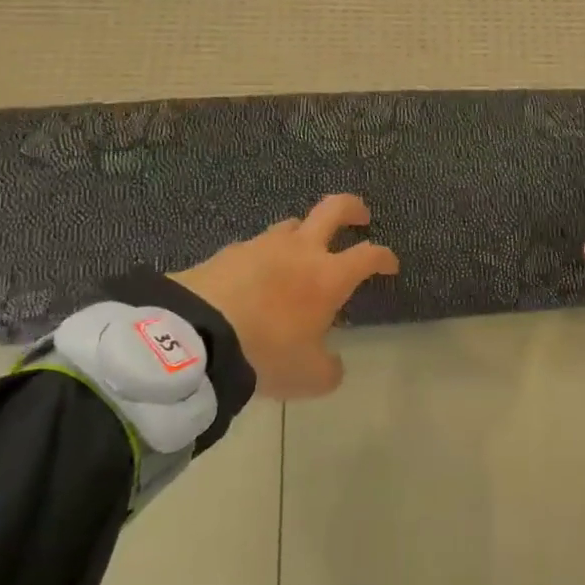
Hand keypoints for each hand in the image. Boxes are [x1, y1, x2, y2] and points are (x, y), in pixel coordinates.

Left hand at [169, 194, 397, 399]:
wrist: (195, 337)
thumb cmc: (266, 352)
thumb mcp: (308, 376)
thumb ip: (328, 368)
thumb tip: (333, 364)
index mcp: (329, 275)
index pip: (369, 255)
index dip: (384, 257)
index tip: (390, 264)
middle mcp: (301, 250)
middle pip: (334, 209)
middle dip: (352, 208)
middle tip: (361, 215)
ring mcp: (261, 245)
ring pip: (291, 225)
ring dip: (303, 233)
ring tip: (301, 252)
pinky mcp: (227, 252)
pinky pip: (254, 248)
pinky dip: (263, 258)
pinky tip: (255, 277)